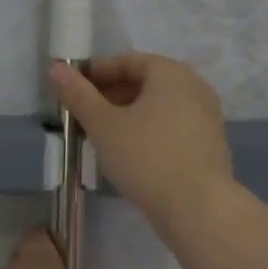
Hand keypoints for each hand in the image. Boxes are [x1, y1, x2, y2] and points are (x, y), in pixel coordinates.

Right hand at [49, 53, 235, 237]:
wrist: (198, 207)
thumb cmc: (146, 157)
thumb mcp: (104, 125)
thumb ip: (79, 95)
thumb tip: (56, 67)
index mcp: (170, 73)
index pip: (128, 61)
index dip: (97, 72)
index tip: (74, 89)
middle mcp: (195, 86)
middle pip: (147, 82)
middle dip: (114, 94)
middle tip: (85, 114)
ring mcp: (207, 115)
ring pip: (161, 106)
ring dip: (131, 114)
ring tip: (105, 135)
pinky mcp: (211, 143)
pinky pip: (174, 126)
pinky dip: (151, 131)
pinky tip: (133, 153)